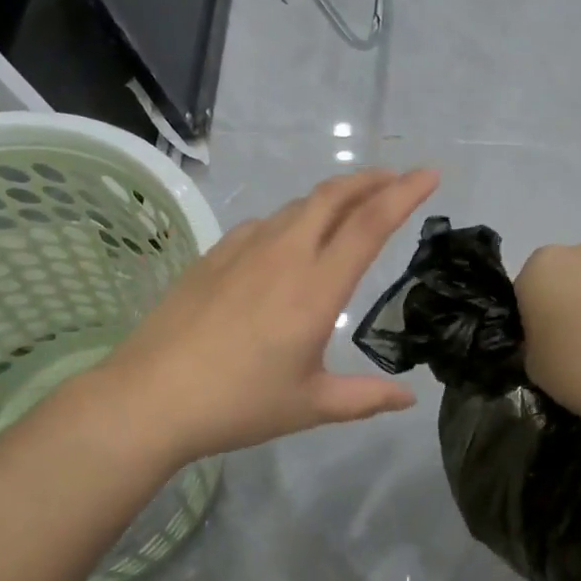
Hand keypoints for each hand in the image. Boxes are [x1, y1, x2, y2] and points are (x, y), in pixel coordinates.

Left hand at [85, 168, 440, 465]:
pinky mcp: (215, 254)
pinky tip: (289, 238)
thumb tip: (408, 400)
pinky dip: (293, 217)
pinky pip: (265, 222)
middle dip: (370, 179)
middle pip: (333, 196)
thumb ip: (365, 398)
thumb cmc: (238, 404)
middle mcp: (284, 254)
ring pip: (298, 205)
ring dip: (332, 197)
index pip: (370, 224)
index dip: (404, 193)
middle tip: (395, 180)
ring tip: (350, 206)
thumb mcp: (310, 406)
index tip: (430, 174)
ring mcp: (245, 249)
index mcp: (316, 288)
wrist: (151, 396)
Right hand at [516, 241, 580, 421]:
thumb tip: (551, 338)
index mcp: (543, 266)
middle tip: (580, 343)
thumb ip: (535, 339)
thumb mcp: (533, 363)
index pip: (529, 285)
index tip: (546, 341)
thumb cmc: (577, 369)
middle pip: (572, 274)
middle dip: (574, 299)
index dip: (535, 314)